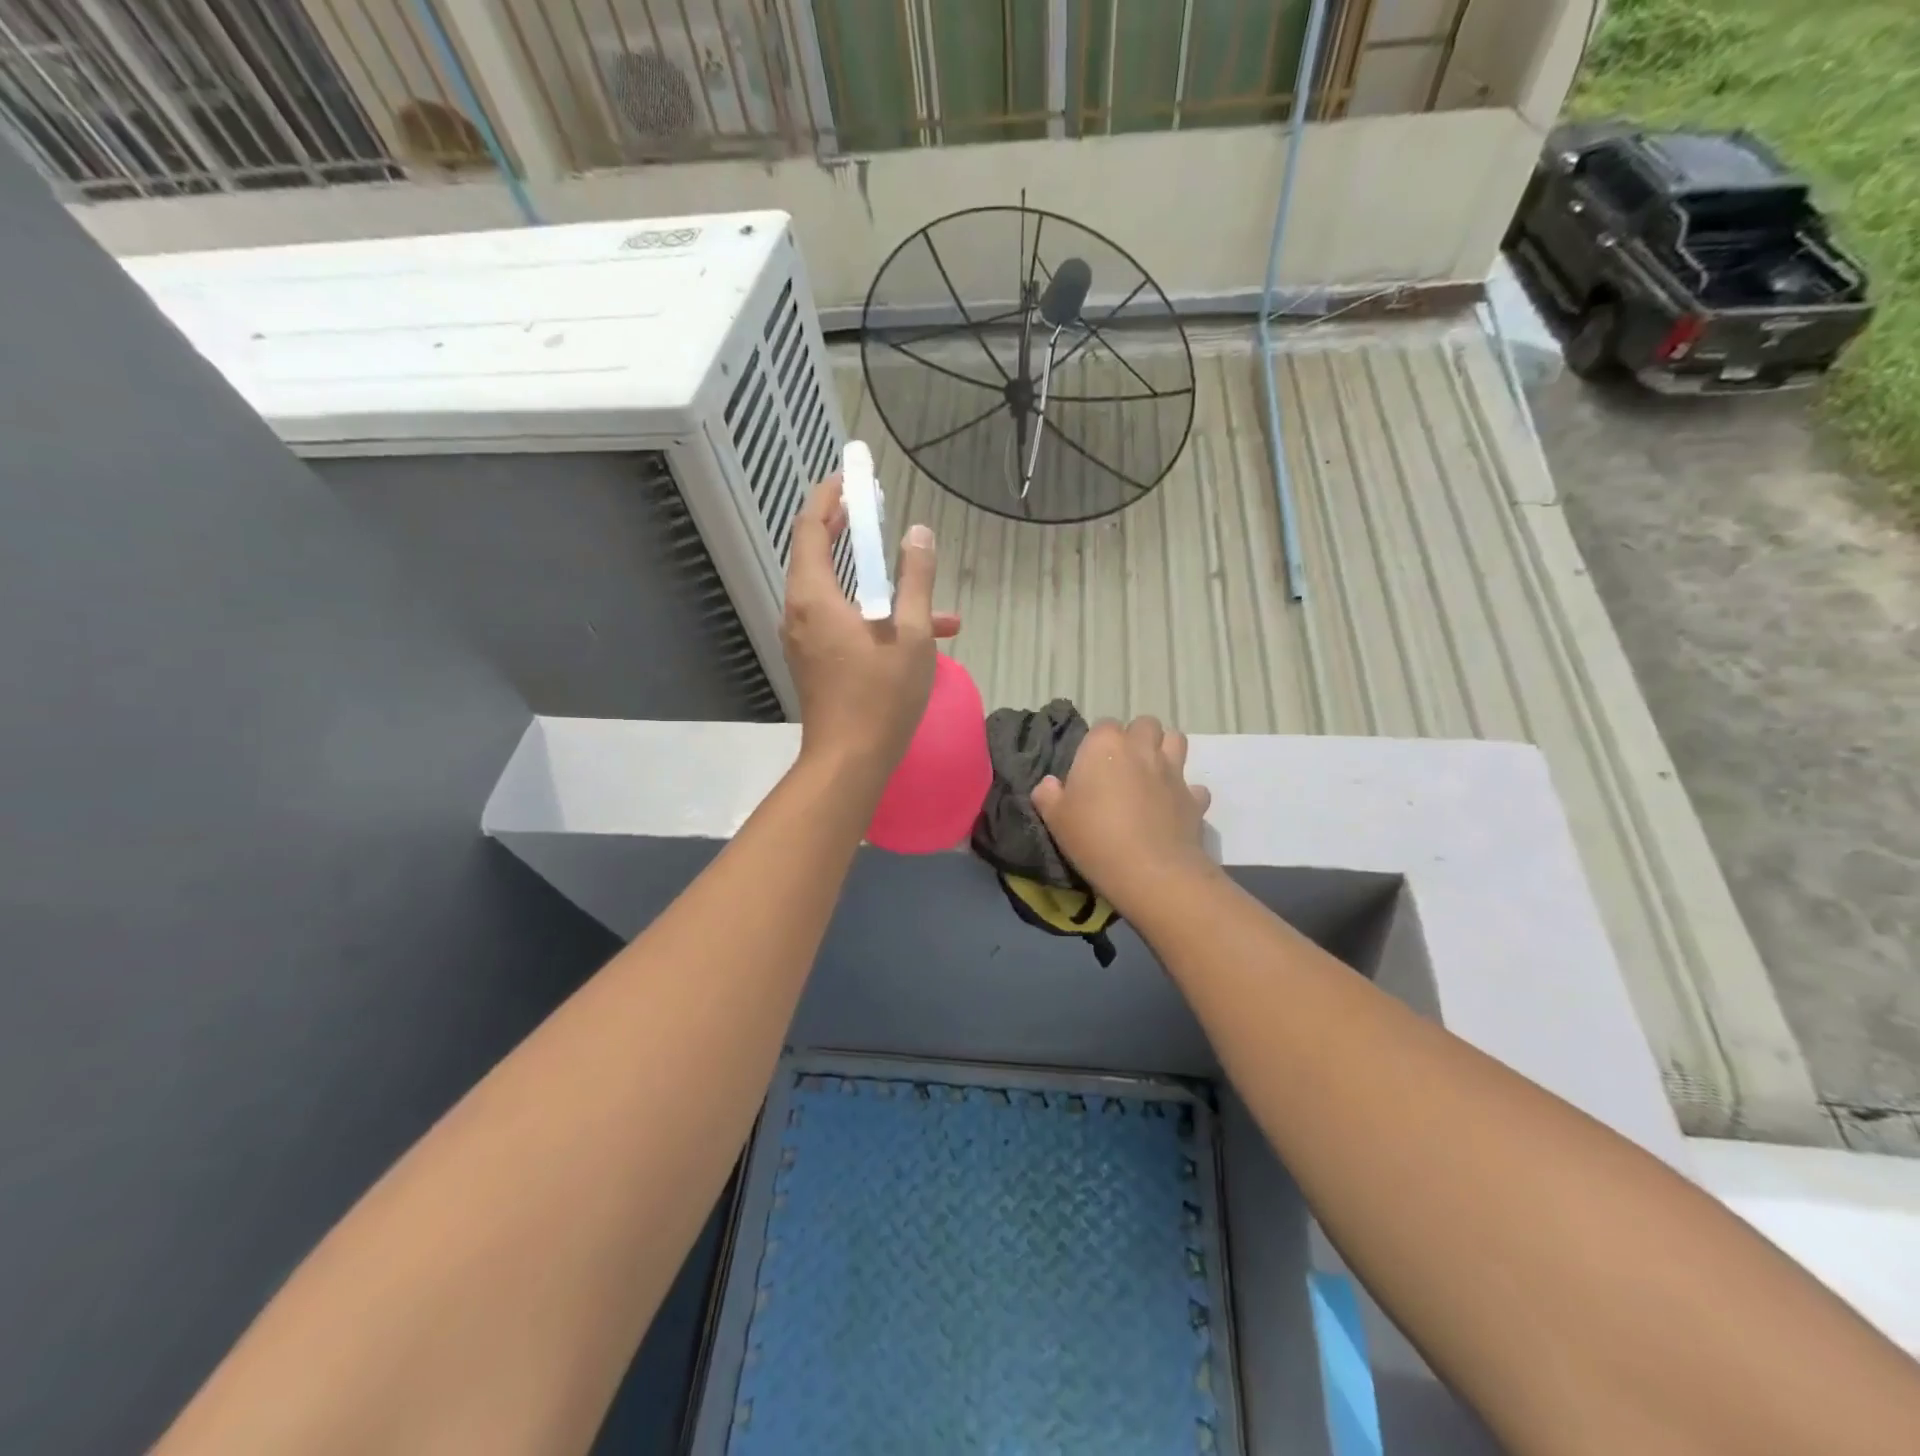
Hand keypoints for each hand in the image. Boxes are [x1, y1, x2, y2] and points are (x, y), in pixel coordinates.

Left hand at [782, 475, 960, 790]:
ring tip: (919, 580)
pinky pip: (841, 622)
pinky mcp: (815, 661)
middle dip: (848, 532)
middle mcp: (799, 612)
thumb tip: (918, 534)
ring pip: (837, 594)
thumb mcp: (911, 634)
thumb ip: (915, 580)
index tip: (849, 477)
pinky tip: (923, 631)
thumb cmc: (881, 696)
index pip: (810, 528)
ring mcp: (804, 639)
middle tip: (873, 511)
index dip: (828, 498)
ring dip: (875, 583)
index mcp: (814, 597)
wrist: (850, 760)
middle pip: (818, 556)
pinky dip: (873, 615)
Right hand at [1031, 717, 1216, 917]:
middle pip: (1144, 724)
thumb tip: (1049, 784)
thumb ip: (1048, 795)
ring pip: (1176, 740)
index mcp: (1104, 746)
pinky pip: (1194, 787)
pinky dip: (1186, 794)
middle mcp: (1141, 749)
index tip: (1090, 768)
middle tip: (1123, 767)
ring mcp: (1173, 771)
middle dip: (1137, 738)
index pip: (1102, 726)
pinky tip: (1174, 809)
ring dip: (1165, 751)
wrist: (1150, 871)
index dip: (1097, 745)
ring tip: (1151, 775)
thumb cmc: (1094, 838)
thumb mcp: (1055, 819)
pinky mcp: (1194, 798)